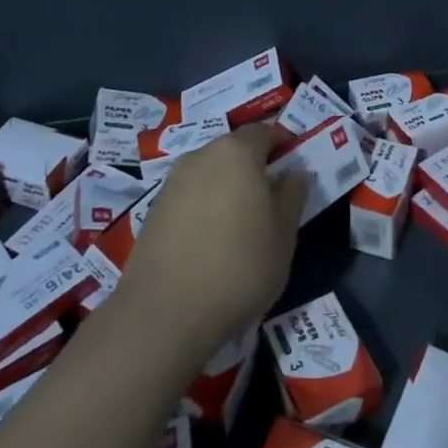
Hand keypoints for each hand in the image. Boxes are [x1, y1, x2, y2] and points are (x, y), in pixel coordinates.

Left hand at [117, 124, 307, 360]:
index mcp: (237, 153)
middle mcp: (201, 156)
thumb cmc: (239, 267)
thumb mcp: (284, 234)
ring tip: (242, 222)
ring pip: (210, 173)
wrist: (163, 315)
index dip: (283, 144)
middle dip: (254, 166)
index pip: (265, 132)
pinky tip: (212, 240)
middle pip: (234, 150)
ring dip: (227, 187)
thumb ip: (292, 196)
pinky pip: (189, 196)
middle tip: (272, 197)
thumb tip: (294, 174)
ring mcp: (172, 183)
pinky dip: (205, 207)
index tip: (294, 165)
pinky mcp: (153, 212)